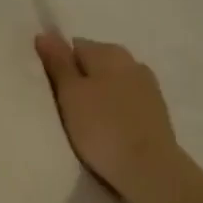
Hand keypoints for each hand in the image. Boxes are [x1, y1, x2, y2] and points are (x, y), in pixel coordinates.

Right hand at [35, 32, 188, 202]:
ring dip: (98, 96)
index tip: (51, 91)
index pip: (74, 46)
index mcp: (109, 52)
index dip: (59, 66)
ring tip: (85, 122)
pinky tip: (106, 130)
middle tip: (64, 108)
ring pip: (112, 83)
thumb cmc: (101, 127)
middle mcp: (132, 61)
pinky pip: (125, 102)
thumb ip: (58, 62)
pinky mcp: (156, 111)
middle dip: (80, 80)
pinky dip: (114, 110)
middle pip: (95, 64)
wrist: (149, 168)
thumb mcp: (70, 93)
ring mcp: (148, 86)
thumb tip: (46, 33)